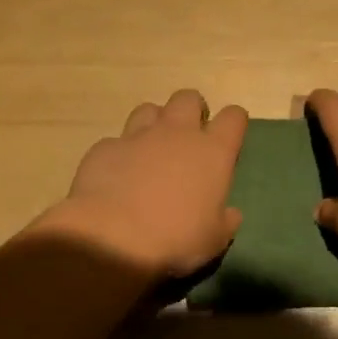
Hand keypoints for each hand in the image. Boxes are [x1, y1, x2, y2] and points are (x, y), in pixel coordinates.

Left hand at [43, 90, 247, 277]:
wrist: (111, 238)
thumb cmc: (175, 239)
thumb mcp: (214, 240)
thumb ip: (225, 221)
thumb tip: (230, 214)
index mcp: (212, 152)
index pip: (233, 117)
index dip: (234, 122)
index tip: (230, 136)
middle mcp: (177, 133)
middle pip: (188, 98)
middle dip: (192, 110)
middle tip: (190, 135)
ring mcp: (137, 136)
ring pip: (150, 109)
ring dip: (155, 123)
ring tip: (153, 148)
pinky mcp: (104, 148)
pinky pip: (116, 141)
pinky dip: (121, 152)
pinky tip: (118, 174)